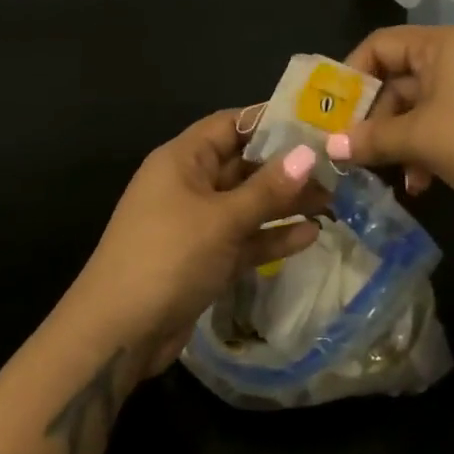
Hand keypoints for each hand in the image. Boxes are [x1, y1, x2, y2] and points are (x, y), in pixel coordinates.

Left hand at [61, 110, 322, 377]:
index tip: (316, 121)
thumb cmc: (168, 257)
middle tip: (336, 167)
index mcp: (182, 159)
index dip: (270, 120)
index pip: (230, 124)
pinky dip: (272, 237)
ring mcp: (196, 224)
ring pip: (247, 204)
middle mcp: (189, 184)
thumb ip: (268, 188)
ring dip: (285, 203)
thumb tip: (309, 153)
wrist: (117, 333)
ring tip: (334, 201)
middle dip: (287, 166)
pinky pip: (243, 239)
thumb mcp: (221, 219)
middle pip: (243, 164)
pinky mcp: (204, 259)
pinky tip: (310, 235)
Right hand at [329, 25, 453, 216]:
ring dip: (399, 140)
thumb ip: (371, 139)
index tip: (332, 112)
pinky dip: (427, 148)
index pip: (379, 45)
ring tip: (387, 174)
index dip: (351, 76)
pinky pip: (445, 122)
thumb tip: (330, 146)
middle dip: (375, 118)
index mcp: (442, 45)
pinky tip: (421, 184)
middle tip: (353, 151)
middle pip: (398, 78)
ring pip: (420, 106)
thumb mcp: (420, 140)